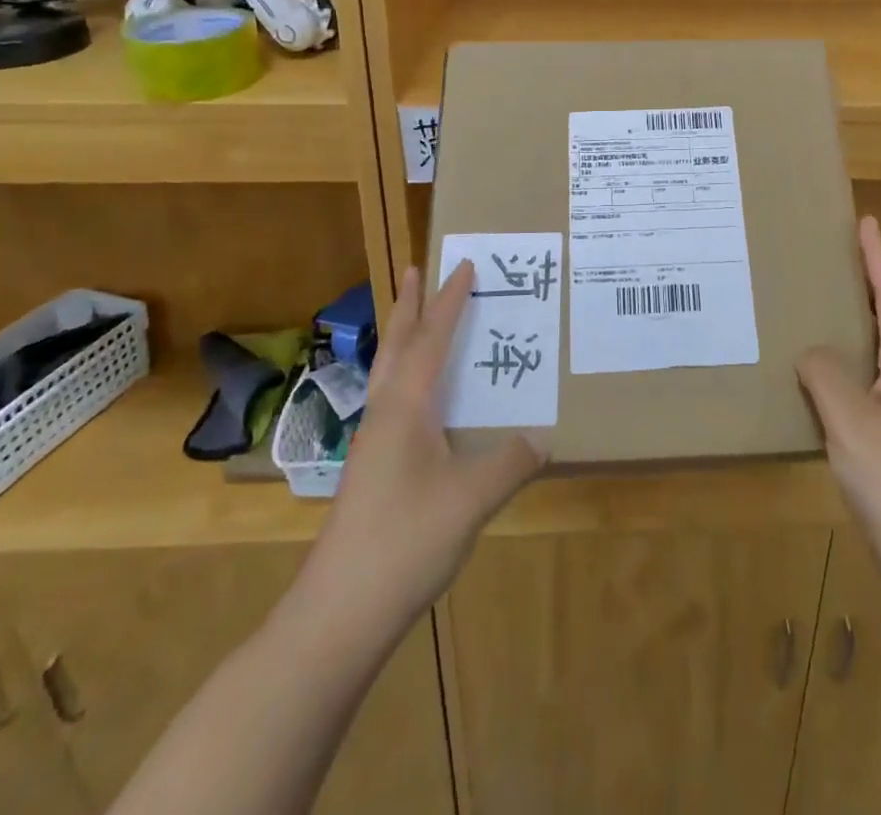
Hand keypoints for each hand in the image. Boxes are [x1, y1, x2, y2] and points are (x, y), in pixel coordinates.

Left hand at [298, 262, 545, 633]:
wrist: (338, 613)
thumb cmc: (405, 542)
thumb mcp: (471, 500)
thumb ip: (510, 463)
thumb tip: (542, 437)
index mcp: (406, 408)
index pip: (431, 340)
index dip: (449, 302)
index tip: (464, 265)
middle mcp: (385, 415)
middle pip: (396, 346)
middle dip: (409, 305)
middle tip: (415, 269)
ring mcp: (373, 444)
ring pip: (387, 373)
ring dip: (402, 337)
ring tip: (414, 318)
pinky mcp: (371, 470)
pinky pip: (391, 401)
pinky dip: (406, 376)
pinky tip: (420, 399)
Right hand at [798, 217, 880, 605]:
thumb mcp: (852, 420)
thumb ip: (825, 375)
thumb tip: (810, 352)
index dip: (878, 258)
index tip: (867, 221)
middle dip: (866, 280)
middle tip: (835, 253)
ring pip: (875, 349)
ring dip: (853, 319)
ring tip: (819, 302)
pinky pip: (863, 382)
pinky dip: (842, 362)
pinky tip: (817, 375)